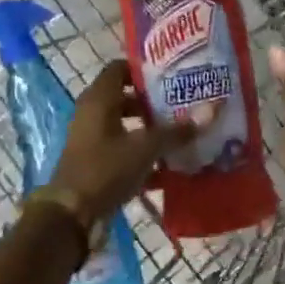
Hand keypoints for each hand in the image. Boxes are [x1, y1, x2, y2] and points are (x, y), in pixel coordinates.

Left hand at [51, 60, 200, 223]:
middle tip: (185, 102)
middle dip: (155, 101)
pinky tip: (171, 164)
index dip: (145, 69)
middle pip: (126, 97)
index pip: (120, 68)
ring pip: (127, 126)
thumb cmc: (105, 169)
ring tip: (183, 132)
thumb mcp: (145, 148)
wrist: (72, 215)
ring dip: (152, 129)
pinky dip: (145, 154)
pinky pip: (125, 151)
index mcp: (99, 100)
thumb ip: (177, 130)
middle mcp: (93, 114)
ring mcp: (93, 140)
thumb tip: (212, 110)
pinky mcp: (97, 163)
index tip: (173, 73)